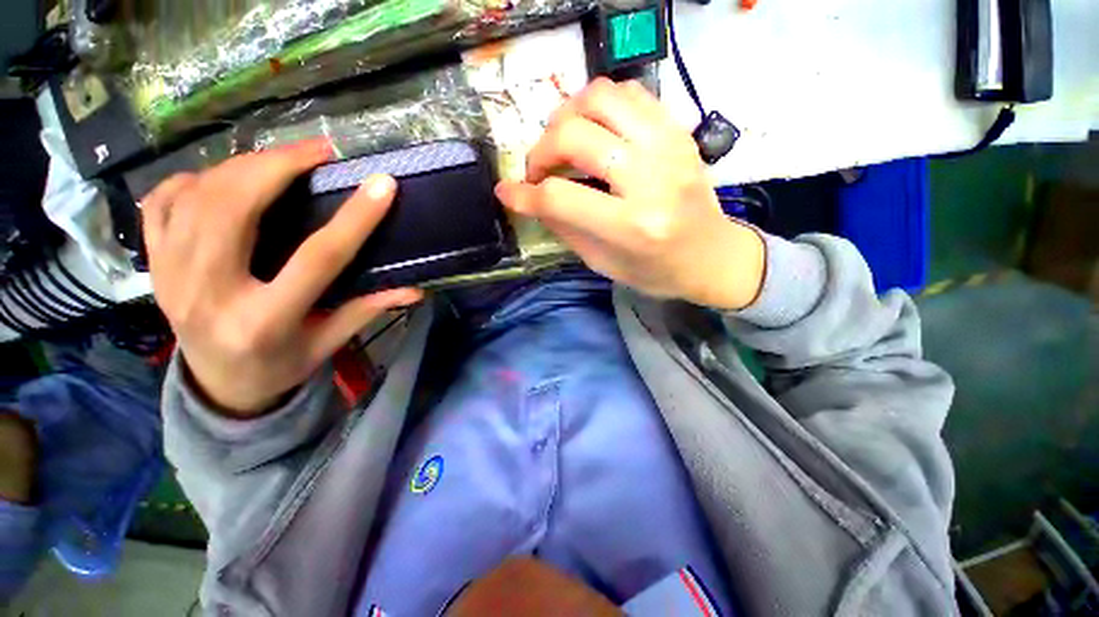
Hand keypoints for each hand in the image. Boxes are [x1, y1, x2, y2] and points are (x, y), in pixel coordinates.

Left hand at [142, 141, 421, 416]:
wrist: (220, 387)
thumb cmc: (282, 366)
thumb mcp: (330, 343)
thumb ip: (368, 309)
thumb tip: (416, 288)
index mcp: (266, 321)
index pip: (318, 258)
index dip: (355, 218)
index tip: (383, 184)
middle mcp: (209, 294)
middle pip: (235, 209)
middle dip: (278, 165)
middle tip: (318, 150)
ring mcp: (170, 277)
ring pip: (196, 197)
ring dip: (242, 166)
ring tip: (280, 160)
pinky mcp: (154, 265)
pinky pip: (162, 204)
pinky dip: (193, 180)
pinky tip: (221, 180)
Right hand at [496, 78, 764, 309]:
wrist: (713, 256)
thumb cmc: (656, 271)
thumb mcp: (603, 263)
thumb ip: (565, 228)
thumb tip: (529, 198)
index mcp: (631, 226)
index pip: (560, 198)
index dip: (524, 194)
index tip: (507, 193)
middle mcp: (651, 179)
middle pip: (575, 137)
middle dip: (540, 151)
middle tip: (538, 170)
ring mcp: (670, 147)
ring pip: (601, 98)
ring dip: (567, 116)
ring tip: (562, 142)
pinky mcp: (679, 131)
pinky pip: (630, 93)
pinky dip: (599, 105)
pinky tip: (594, 130)